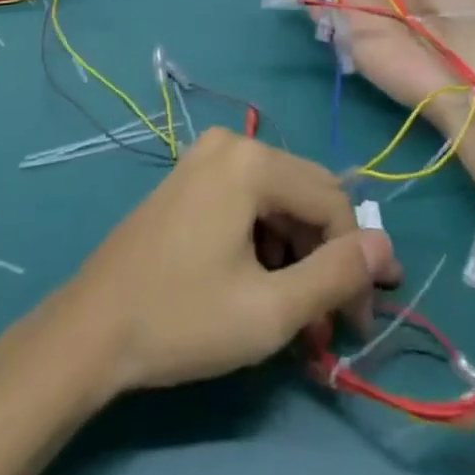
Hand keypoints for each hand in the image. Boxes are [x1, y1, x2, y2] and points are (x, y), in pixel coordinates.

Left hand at [58, 129, 401, 396]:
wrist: (89, 331)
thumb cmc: (181, 320)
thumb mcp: (269, 311)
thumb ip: (335, 276)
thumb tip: (385, 247)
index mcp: (253, 161)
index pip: (331, 201)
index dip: (353, 261)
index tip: (356, 321)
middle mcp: (233, 143)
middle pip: (306, 196)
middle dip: (326, 259)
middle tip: (332, 323)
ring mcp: (208, 156)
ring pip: (279, 201)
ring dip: (297, 256)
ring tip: (297, 317)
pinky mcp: (192, 176)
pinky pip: (249, 200)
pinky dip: (266, 243)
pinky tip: (262, 288)